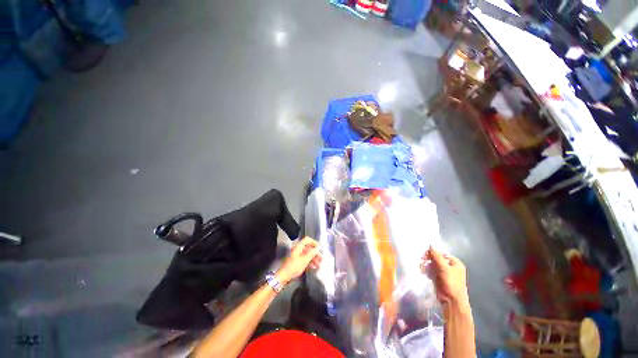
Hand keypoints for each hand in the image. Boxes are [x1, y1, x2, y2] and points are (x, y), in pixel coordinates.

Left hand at [276, 237, 321, 283]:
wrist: (284, 277)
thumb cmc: (294, 267)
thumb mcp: (304, 260)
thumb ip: (312, 253)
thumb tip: (319, 247)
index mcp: (299, 247)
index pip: (307, 240)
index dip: (314, 242)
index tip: (319, 248)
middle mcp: (298, 249)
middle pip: (308, 248)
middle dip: (315, 253)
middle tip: (321, 258)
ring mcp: (297, 255)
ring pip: (307, 254)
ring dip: (313, 258)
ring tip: (319, 264)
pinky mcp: (297, 261)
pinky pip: (305, 259)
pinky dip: (309, 262)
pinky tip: (314, 267)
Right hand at [421, 246, 468, 306]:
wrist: (452, 301)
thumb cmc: (452, 283)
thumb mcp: (445, 268)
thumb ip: (437, 256)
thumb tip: (431, 245)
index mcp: (455, 263)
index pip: (442, 254)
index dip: (433, 253)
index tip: (425, 254)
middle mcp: (450, 267)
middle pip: (437, 259)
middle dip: (429, 259)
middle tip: (422, 260)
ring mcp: (444, 273)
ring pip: (432, 265)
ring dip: (426, 265)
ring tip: (421, 267)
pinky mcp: (438, 278)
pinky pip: (431, 271)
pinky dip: (426, 270)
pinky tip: (422, 271)